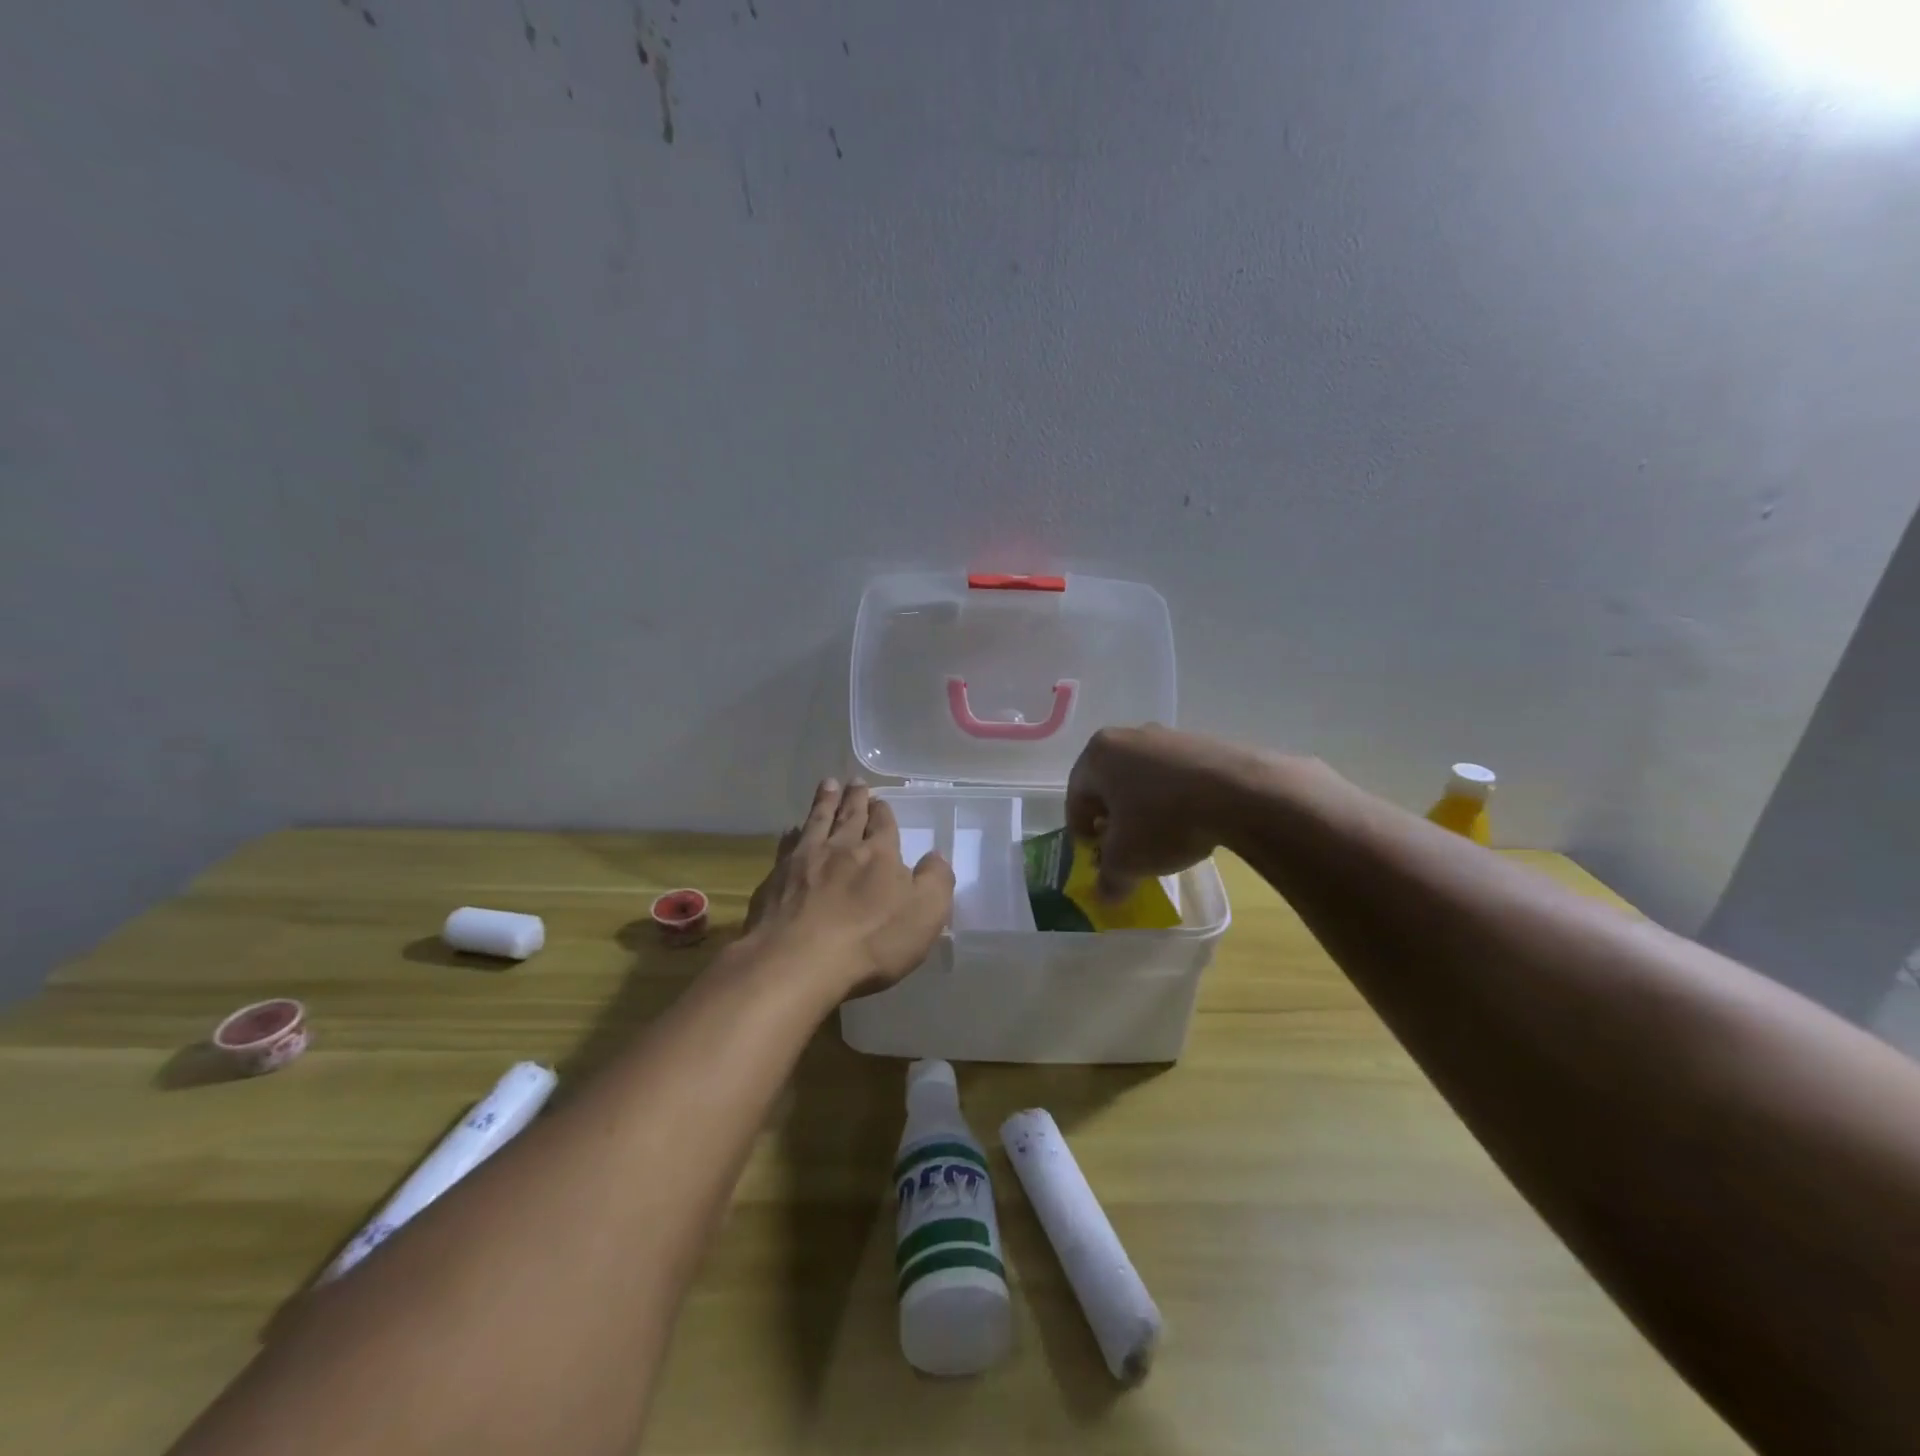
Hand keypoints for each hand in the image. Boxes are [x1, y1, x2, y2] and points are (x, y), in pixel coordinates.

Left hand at [744, 779, 955, 998]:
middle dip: (855, 798)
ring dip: (824, 802)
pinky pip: (788, 845)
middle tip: (855, 781)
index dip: (884, 812)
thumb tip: (936, 856)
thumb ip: (936, 881)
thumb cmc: (870, 941)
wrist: (797, 961)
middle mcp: (842, 848)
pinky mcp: (776, 879)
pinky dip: (793, 834)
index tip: (881, 799)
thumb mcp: (924, 914)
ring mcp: (805, 861)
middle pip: (850, 816)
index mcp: (880, 855)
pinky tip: (792, 831)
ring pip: (817, 821)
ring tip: (828, 785)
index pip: (884, 825)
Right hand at [1066, 725, 1264, 900]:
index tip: (1094, 856)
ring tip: (1160, 839)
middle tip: (1123, 848)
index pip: (1075, 797)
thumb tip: (1105, 896)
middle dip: (1113, 818)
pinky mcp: (1203, 743)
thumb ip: (1109, 879)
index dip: (1080, 831)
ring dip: (1144, 808)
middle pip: (1109, 784)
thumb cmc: (1164, 820)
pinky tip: (1191, 823)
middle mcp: (1128, 736)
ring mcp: (1168, 736)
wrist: (1241, 793)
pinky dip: (1175, 799)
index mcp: (1098, 754)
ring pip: (1143, 779)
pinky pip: (1176, 776)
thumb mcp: (1127, 861)